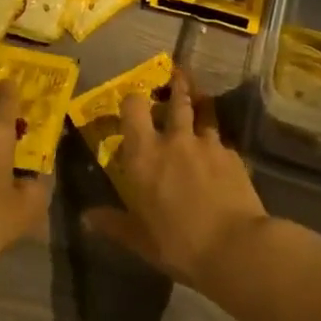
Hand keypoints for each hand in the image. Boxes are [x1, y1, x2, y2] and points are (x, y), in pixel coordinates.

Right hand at [84, 70, 268, 292]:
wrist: (234, 246)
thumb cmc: (178, 243)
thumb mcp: (139, 240)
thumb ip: (114, 223)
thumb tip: (86, 218)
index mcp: (144, 155)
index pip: (134, 108)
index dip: (132, 99)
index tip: (133, 99)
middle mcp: (174, 139)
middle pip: (175, 99)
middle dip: (176, 86)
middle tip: (176, 75)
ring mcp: (207, 144)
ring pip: (203, 111)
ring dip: (199, 102)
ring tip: (200, 97)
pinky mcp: (232, 155)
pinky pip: (221, 140)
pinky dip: (217, 141)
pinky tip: (219, 151)